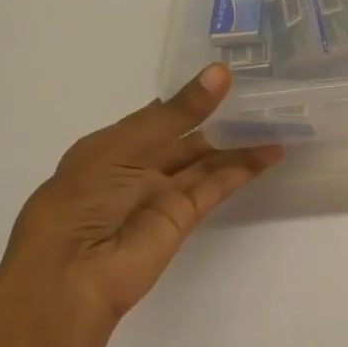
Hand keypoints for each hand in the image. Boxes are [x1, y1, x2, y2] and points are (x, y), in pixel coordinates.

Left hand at [2, 65, 282, 327]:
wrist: (70, 273)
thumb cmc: (84, 196)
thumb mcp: (127, 144)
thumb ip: (180, 112)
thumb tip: (222, 72)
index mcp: (114, 144)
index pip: (160, 115)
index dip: (192, 96)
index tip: (229, 76)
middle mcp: (138, 167)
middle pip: (187, 138)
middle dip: (220, 119)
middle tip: (262, 97)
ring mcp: (161, 194)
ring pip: (206, 162)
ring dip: (239, 144)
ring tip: (277, 122)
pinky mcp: (182, 219)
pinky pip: (215, 187)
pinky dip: (242, 170)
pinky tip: (269, 153)